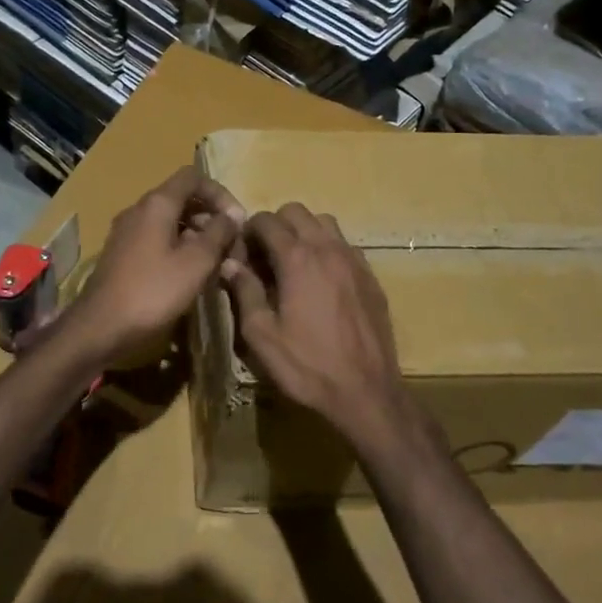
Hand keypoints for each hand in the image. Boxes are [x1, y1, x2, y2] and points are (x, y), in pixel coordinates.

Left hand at [63, 167, 244, 365]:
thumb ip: (219, 233)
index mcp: (156, 204)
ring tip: (216, 262)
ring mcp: (127, 233)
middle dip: (210, 217)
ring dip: (196, 235)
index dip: (220, 193)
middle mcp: (138, 210)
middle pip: (181, 199)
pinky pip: (157, 240)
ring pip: (169, 221)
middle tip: (230, 245)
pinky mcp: (122, 255)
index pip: (193, 177)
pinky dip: (178, 248)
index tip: (237, 220)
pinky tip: (190, 275)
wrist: (100, 327)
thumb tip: (233, 215)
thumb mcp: (196, 262)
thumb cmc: (153, 291)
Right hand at [220, 204, 409, 442]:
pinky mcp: (371, 277)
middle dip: (276, 226)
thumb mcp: (261, 335)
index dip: (248, 232)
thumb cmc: (307, 365)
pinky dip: (328, 250)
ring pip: (325, 223)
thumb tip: (230, 263)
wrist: (366, 391)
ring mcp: (354, 260)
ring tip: (294, 265)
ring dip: (304, 233)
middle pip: (297, 212)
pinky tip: (321, 281)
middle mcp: (328, 249)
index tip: (241, 253)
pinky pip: (345, 245)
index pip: (267, 221)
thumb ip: (244, 292)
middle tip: (264, 257)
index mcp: (297, 259)